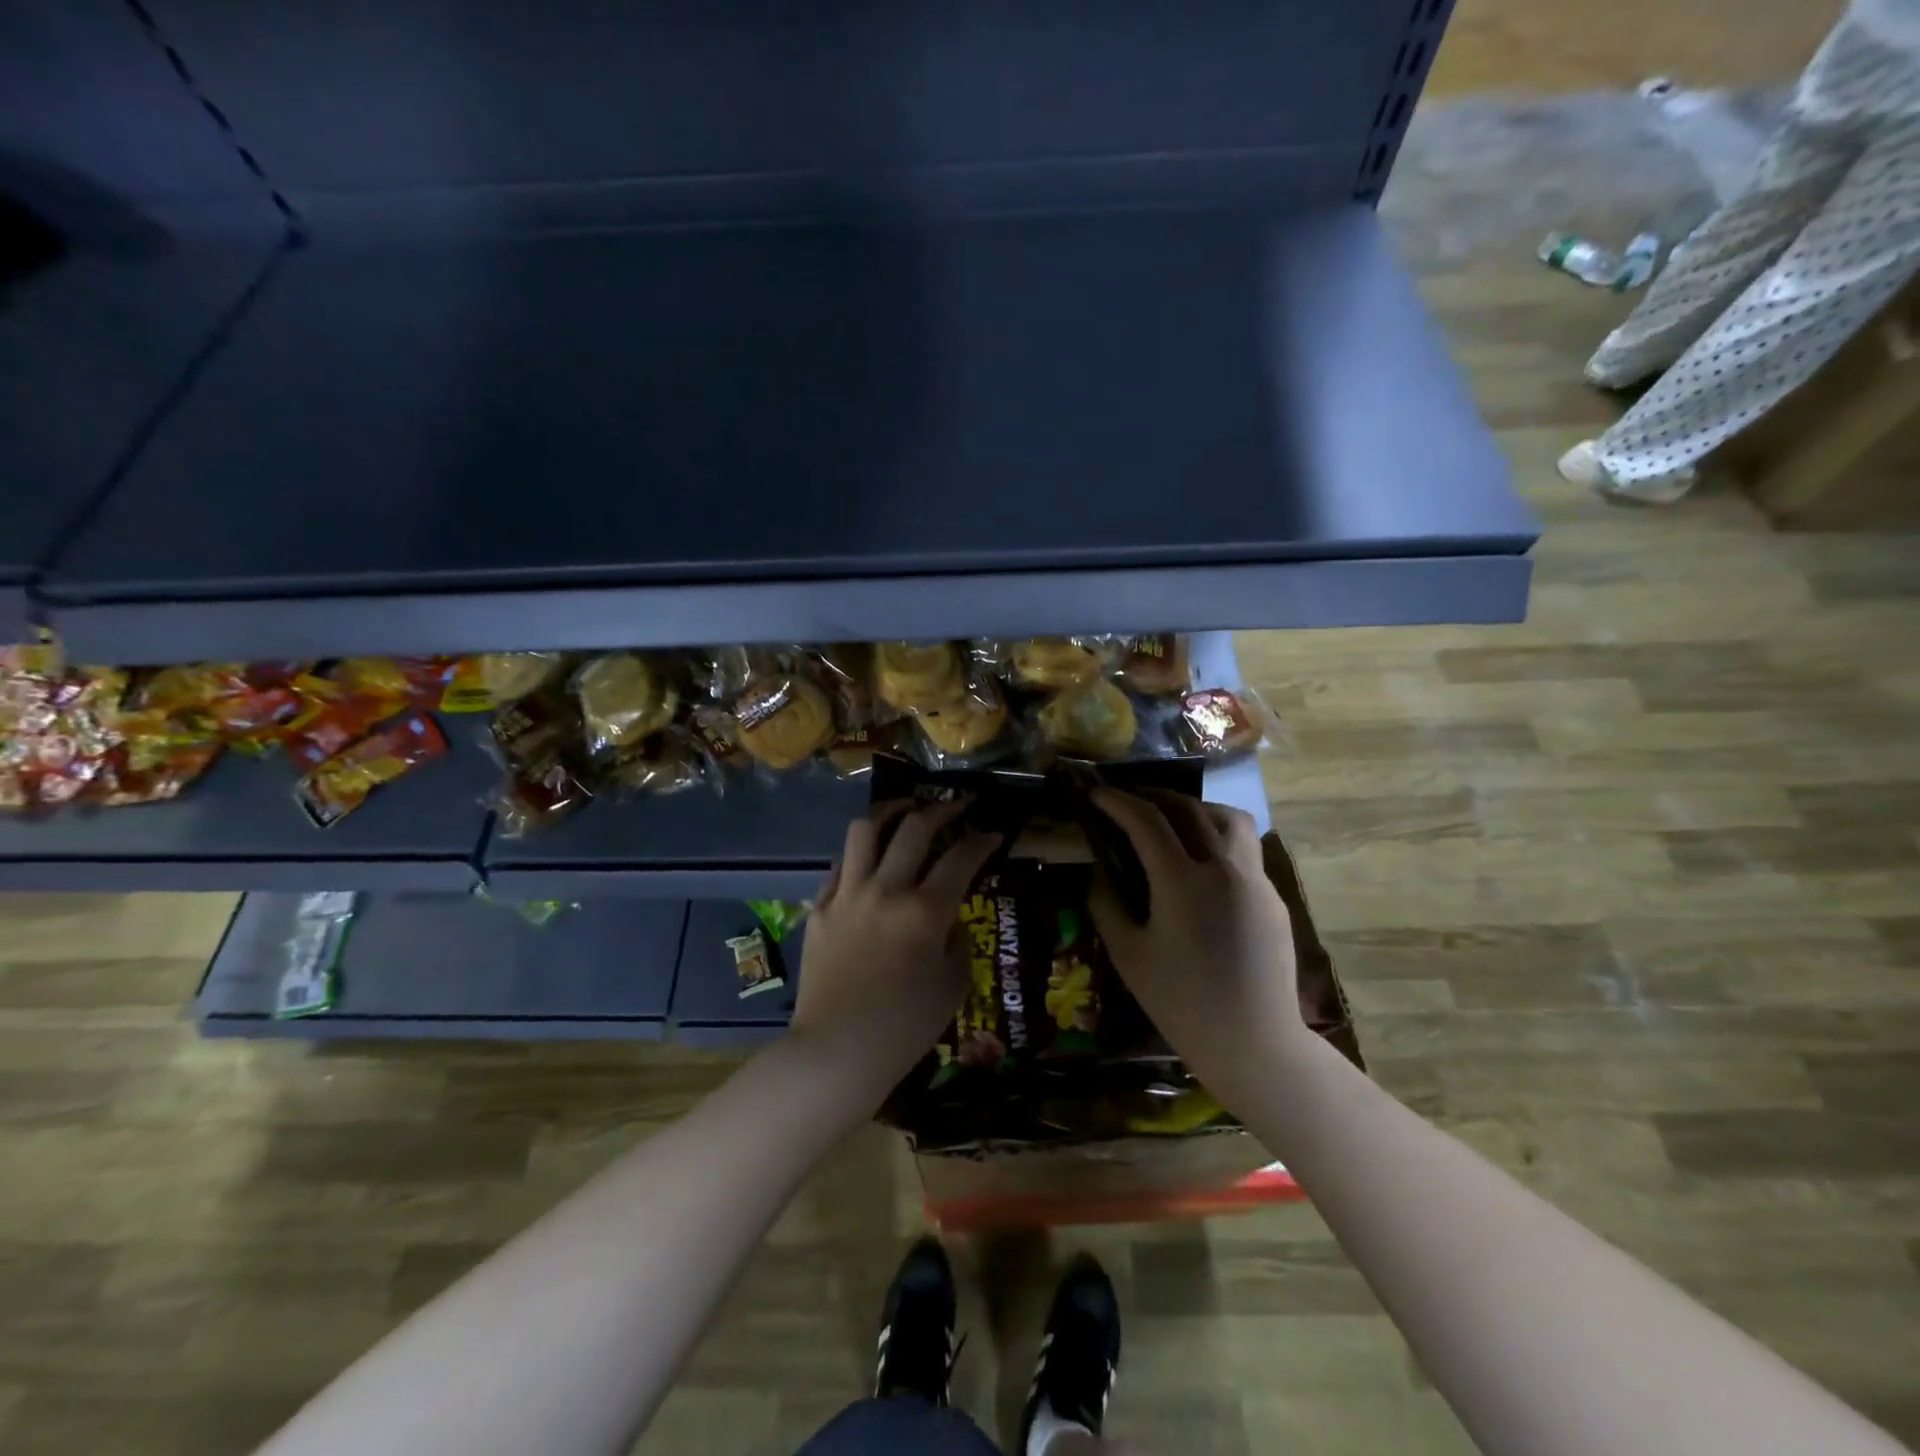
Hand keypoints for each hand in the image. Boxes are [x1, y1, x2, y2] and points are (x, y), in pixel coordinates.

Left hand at [789, 801, 1002, 1103]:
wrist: (836, 1051)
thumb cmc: (904, 1027)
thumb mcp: (953, 987)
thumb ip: (959, 943)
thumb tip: (952, 919)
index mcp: (925, 911)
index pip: (962, 857)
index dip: (982, 840)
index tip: (992, 833)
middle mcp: (886, 890)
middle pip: (915, 827)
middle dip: (942, 810)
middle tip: (956, 808)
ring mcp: (848, 895)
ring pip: (865, 830)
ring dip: (890, 813)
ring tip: (905, 812)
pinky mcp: (820, 908)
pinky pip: (839, 864)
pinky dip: (859, 854)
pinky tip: (869, 859)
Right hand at [1088, 789, 1308, 1096]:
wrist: (1254, 1043)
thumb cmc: (1181, 1003)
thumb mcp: (1128, 954)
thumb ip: (1106, 903)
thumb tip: (1100, 870)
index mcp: (1183, 882)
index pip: (1146, 820)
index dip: (1117, 801)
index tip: (1096, 793)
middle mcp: (1224, 868)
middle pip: (1188, 808)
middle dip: (1152, 795)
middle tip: (1127, 799)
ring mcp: (1256, 880)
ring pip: (1229, 818)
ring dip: (1195, 808)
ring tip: (1172, 818)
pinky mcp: (1273, 897)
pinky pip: (1244, 850)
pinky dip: (1216, 838)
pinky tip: (1200, 863)